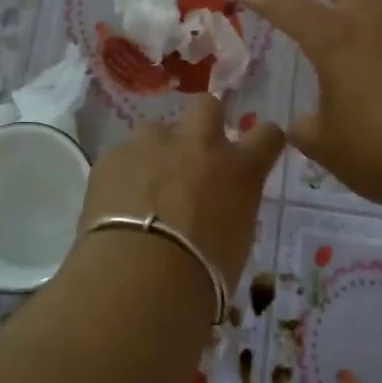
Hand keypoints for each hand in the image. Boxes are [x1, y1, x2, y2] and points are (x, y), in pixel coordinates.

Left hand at [80, 95, 284, 283]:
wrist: (141, 276)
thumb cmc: (203, 275)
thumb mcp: (236, 242)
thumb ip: (230, 209)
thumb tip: (217, 207)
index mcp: (239, 169)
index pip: (268, 135)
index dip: (263, 139)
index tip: (258, 149)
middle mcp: (199, 145)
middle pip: (207, 106)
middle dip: (202, 121)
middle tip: (193, 152)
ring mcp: (152, 145)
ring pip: (156, 131)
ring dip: (155, 151)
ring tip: (145, 186)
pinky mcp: (113, 156)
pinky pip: (121, 157)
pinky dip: (123, 175)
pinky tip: (116, 204)